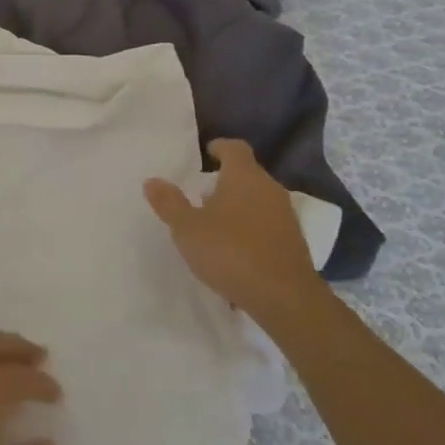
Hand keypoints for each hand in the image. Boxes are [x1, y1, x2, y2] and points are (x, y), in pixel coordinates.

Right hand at [143, 138, 332, 318]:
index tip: (207, 153)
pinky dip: (250, 228)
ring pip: (258, 199)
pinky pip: (267, 224)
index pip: (235, 148)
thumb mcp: (187, 229)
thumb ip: (169, 203)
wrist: (284, 297)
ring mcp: (285, 215)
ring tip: (215, 223)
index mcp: (244, 176)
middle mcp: (269, 188)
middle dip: (226, 180)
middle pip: (248, 174)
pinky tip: (235, 249)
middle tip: (201, 193)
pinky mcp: (293, 241)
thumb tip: (152, 180)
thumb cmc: (230, 252)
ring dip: (239, 205)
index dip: (220, 147)